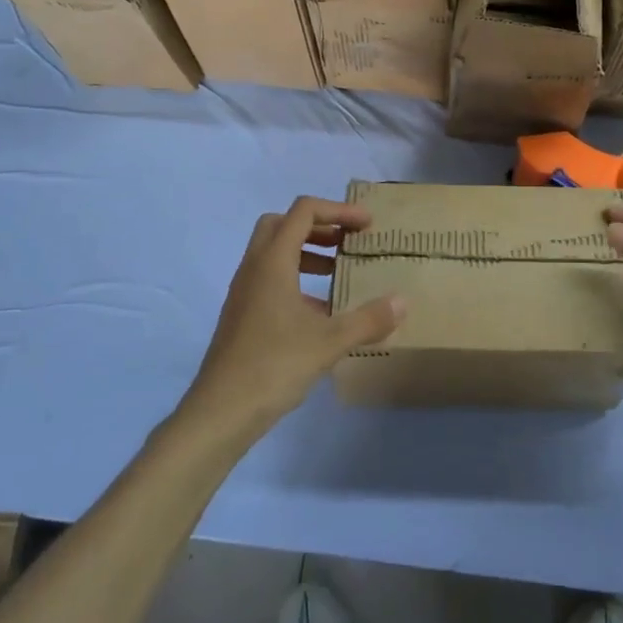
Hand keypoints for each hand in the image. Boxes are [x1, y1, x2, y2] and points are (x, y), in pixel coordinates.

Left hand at [182, 197, 404, 434]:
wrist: (220, 412)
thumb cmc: (273, 366)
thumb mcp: (329, 342)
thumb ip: (368, 320)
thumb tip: (402, 302)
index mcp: (273, 262)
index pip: (303, 211)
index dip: (338, 210)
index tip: (366, 225)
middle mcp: (254, 268)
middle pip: (282, 224)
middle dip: (318, 225)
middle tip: (346, 242)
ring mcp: (244, 292)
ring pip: (274, 252)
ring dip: (307, 252)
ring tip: (338, 272)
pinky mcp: (242, 315)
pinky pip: (270, 279)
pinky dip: (296, 280)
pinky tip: (320, 312)